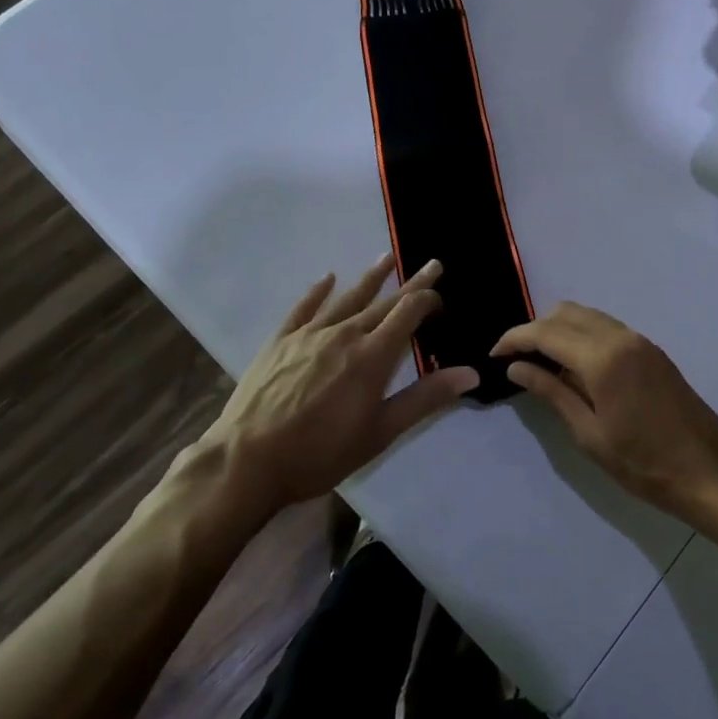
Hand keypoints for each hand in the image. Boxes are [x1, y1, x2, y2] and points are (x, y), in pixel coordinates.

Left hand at [194, 256, 478, 515]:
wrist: (247, 461)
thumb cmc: (319, 453)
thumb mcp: (379, 433)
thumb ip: (424, 399)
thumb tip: (470, 372)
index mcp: (373, 356)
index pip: (408, 313)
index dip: (428, 300)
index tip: (441, 298)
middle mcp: (345, 333)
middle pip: (384, 301)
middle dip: (411, 283)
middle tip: (431, 265)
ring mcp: (310, 333)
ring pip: (348, 297)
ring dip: (371, 277)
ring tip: (387, 257)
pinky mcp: (281, 340)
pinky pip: (304, 307)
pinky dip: (318, 291)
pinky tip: (327, 278)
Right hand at [493, 303, 717, 526]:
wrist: (710, 472)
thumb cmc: (644, 464)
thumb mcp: (590, 435)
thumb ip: (552, 393)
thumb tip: (516, 367)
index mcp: (602, 358)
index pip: (546, 332)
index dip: (515, 339)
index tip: (494, 354)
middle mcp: (621, 337)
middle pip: (566, 313)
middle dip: (535, 329)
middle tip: (516, 359)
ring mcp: (640, 340)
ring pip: (587, 316)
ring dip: (559, 329)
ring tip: (541, 362)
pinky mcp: (651, 350)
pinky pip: (607, 327)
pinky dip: (583, 334)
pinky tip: (574, 365)